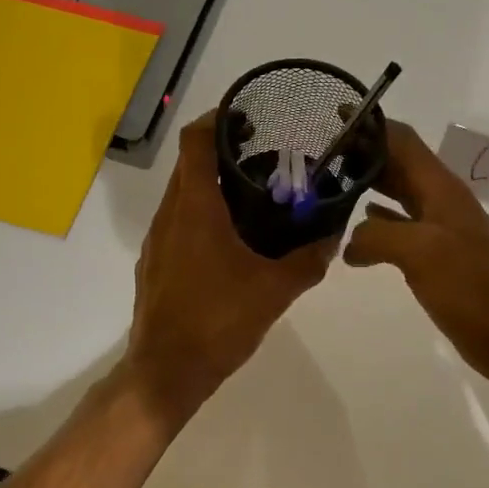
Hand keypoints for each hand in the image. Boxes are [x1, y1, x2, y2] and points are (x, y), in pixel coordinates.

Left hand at [123, 111, 335, 427]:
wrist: (166, 371)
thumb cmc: (217, 322)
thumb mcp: (274, 291)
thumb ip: (308, 260)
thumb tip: (334, 236)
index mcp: (195, 209)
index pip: (196, 141)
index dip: (217, 119)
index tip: (247, 116)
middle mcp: (170, 214)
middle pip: (189, 163)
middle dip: (221, 150)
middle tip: (263, 154)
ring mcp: (157, 239)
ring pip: (182, 193)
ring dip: (211, 184)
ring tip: (253, 194)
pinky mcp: (154, 262)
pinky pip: (177, 221)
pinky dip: (201, 212)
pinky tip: (230, 237)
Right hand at [344, 120, 488, 405]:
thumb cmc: (473, 290)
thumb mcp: (422, 253)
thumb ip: (380, 235)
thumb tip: (350, 240)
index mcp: (441, 190)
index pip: (403, 141)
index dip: (371, 126)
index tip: (333, 114)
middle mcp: (441, 202)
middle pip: (398, 164)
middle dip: (362, 153)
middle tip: (319, 152)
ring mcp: (440, 230)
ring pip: (398, 195)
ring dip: (367, 185)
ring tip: (328, 184)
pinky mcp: (436, 257)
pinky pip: (401, 226)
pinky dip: (377, 221)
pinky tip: (355, 228)